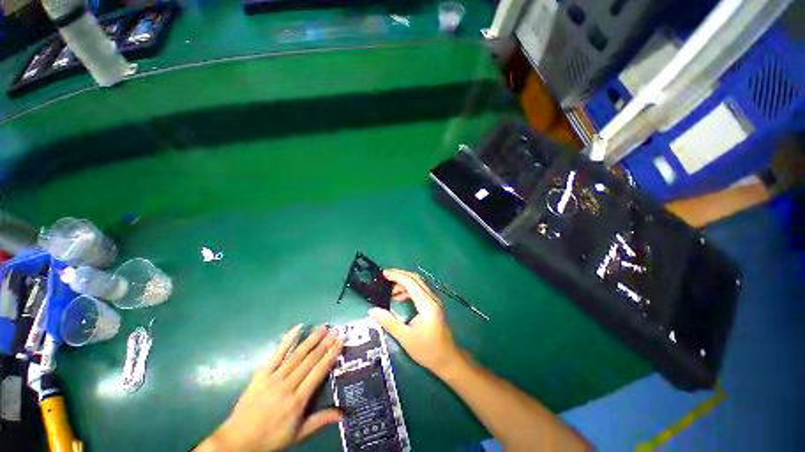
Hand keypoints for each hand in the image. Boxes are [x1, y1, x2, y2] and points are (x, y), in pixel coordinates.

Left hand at [197, 325, 343, 451]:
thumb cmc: (271, 439)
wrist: (237, 442)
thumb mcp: (298, 434)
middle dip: (324, 343)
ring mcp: (273, 378)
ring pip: (296, 355)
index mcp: (298, 400)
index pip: (319, 372)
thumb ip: (320, 420)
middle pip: (309, 360)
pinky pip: (276, 354)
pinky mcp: (261, 374)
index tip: (340, 341)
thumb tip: (344, 414)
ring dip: (311, 339)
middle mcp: (288, 385)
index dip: (331, 355)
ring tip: (323, 327)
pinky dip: (287, 340)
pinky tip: (297, 328)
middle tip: (335, 330)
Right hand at [368, 269, 462, 376]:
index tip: (383, 273)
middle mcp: (432, 298)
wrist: (447, 359)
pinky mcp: (433, 304)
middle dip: (400, 275)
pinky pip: (420, 290)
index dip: (397, 276)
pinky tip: (399, 298)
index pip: (411, 283)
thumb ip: (388, 322)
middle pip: (416, 279)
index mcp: (427, 305)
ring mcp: (434, 301)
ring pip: (418, 283)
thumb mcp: (405, 338)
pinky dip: (409, 289)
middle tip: (385, 277)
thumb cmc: (427, 350)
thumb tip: (372, 310)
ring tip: (390, 292)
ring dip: (404, 283)